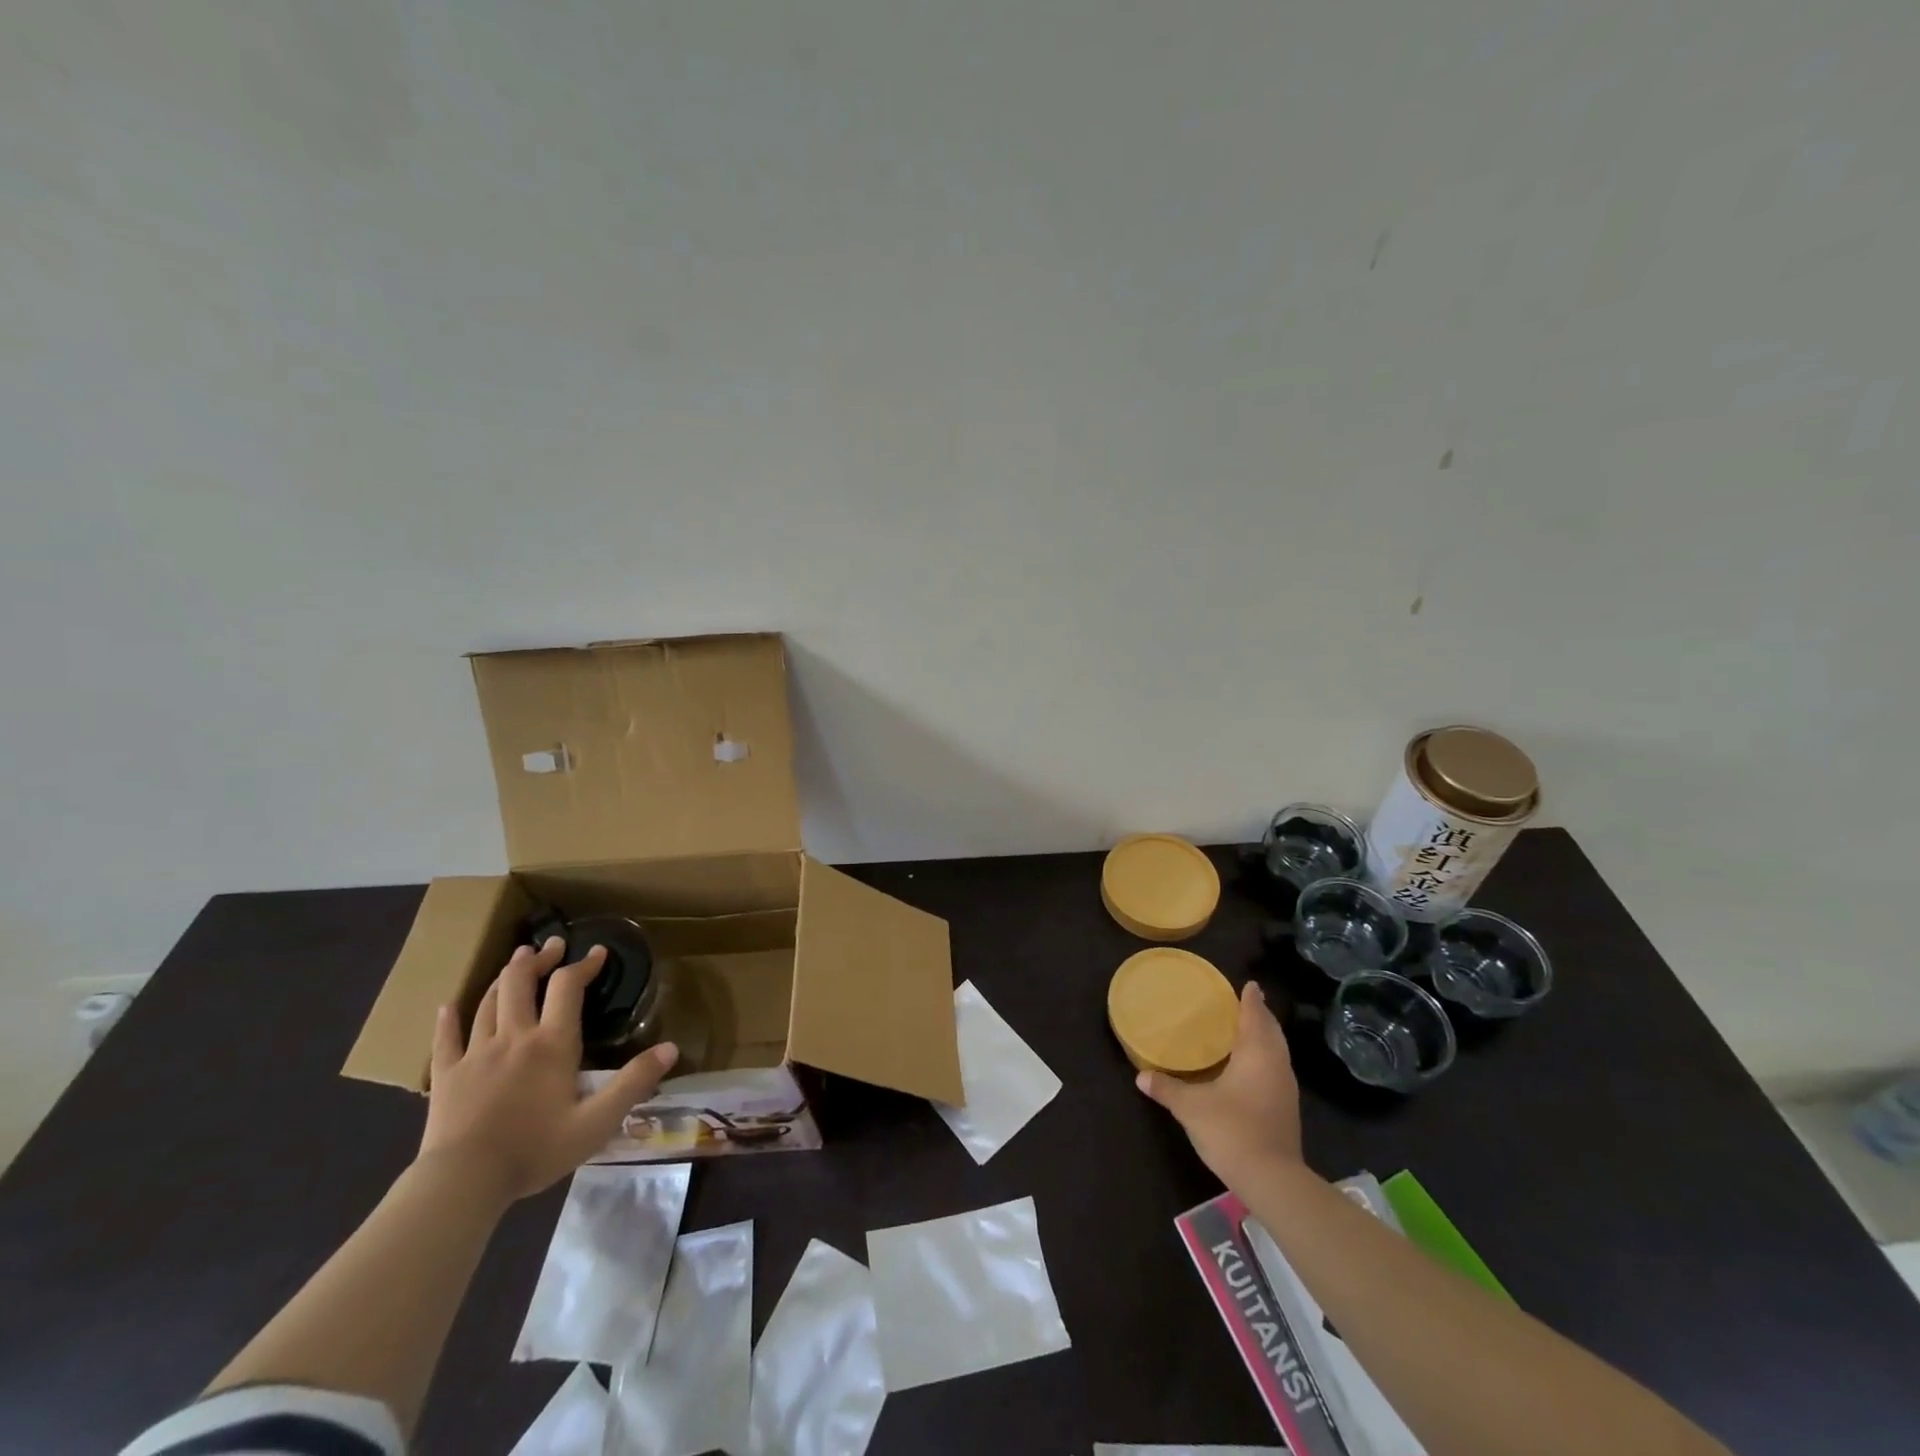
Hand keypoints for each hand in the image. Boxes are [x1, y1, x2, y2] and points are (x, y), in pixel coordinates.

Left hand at [418, 937, 678, 1203]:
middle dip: (538, 959)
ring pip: (488, 1002)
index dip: (583, 965)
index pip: (568, 988)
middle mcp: (514, 1037)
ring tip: (516, 960)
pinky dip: (449, 1019)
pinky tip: (448, 1006)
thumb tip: (671, 1048)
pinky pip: (446, 1039)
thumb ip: (634, 1083)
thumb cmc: (535, 1150)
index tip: (598, 952)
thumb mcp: (597, 1122)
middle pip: (521, 983)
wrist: (463, 1183)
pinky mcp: (446, 1076)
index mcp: (552, 1044)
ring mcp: (475, 1053)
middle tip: (552, 945)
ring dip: (504, 977)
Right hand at [1136, 981, 1303, 1183]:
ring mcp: (1285, 1089)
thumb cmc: (1232, 1129)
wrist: (1272, 1180)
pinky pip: (1276, 1070)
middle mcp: (1276, 1065)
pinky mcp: (1286, 1110)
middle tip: (1246, 1003)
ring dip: (1265, 1038)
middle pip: (1271, 1032)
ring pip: (1277, 1052)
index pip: (1255, 1016)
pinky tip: (1250, 1068)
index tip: (1250, 984)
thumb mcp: (1191, 1107)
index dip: (1252, 999)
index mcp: (1256, 1053)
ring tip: (1247, 1031)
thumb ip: (1167, 1088)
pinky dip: (1265, 1059)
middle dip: (1260, 1016)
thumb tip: (1141, 1076)